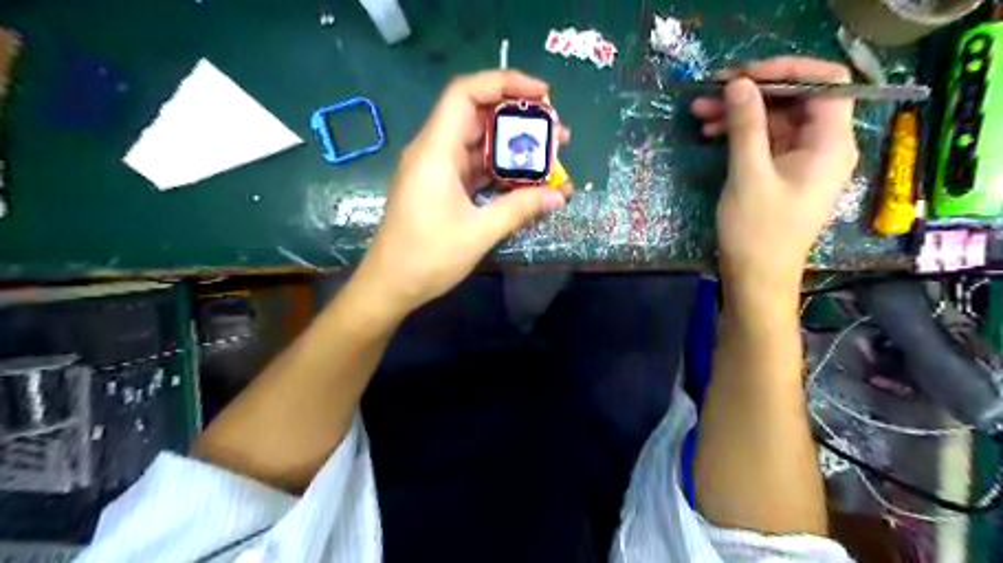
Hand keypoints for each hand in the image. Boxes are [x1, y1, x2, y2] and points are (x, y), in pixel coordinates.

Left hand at [356, 68, 570, 314]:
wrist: (390, 285)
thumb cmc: (428, 257)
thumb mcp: (479, 232)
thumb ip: (520, 209)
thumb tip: (559, 197)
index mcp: (435, 151)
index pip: (465, 93)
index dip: (504, 83)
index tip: (542, 95)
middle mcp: (433, 151)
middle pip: (476, 115)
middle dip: (519, 119)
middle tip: (556, 133)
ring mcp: (436, 169)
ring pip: (477, 143)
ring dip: (512, 147)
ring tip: (549, 158)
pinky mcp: (439, 186)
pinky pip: (473, 167)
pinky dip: (499, 169)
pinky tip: (525, 181)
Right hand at [690, 57, 861, 298]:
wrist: (756, 280)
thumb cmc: (757, 232)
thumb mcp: (748, 175)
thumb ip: (746, 126)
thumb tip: (738, 84)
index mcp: (831, 143)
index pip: (825, 83)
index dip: (786, 70)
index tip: (743, 75)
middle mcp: (824, 146)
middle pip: (796, 100)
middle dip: (753, 92)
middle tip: (711, 91)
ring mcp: (802, 161)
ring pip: (775, 120)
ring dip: (740, 113)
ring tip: (699, 111)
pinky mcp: (782, 174)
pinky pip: (765, 141)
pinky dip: (740, 133)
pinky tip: (711, 133)